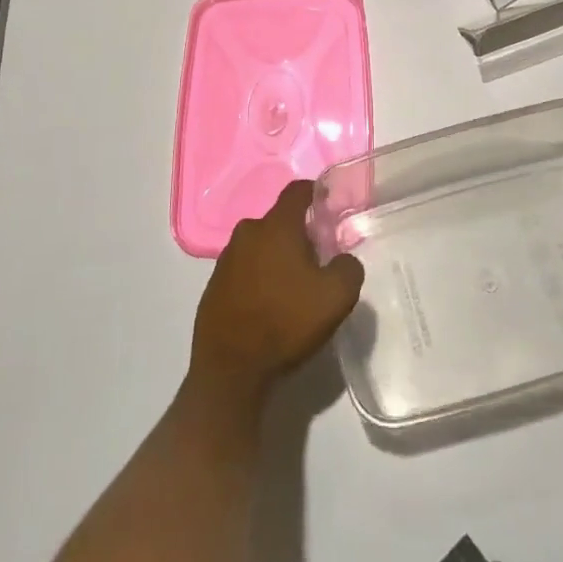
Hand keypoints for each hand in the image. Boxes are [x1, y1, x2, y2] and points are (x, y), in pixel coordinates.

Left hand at [189, 180, 364, 407]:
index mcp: (276, 226)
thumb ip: (349, 268)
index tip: (328, 206)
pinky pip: (243, 270)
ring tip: (292, 288)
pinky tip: (268, 306)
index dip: (315, 193)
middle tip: (316, 260)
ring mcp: (226, 259)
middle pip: (279, 221)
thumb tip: (343, 260)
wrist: (230, 371)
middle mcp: (247, 232)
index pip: (297, 190)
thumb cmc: (286, 323)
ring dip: (276, 258)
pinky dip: (258, 278)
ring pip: (260, 245)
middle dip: (298, 234)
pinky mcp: (213, 285)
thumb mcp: (336, 297)